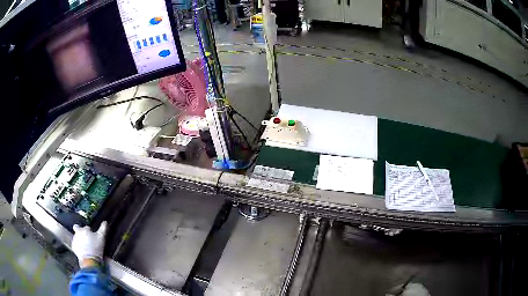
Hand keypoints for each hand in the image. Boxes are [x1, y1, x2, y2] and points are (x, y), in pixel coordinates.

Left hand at [72, 221, 107, 267]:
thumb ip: (103, 229)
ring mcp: (74, 240)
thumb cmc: (96, 248)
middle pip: (77, 229)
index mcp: (84, 229)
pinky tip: (83, 251)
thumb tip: (105, 222)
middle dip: (80, 231)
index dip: (90, 231)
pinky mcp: (73, 247)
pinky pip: (75, 244)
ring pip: (76, 237)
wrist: (90, 260)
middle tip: (86, 238)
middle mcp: (77, 232)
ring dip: (80, 239)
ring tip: (86, 246)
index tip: (93, 236)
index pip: (87, 227)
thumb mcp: (101, 238)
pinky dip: (78, 246)